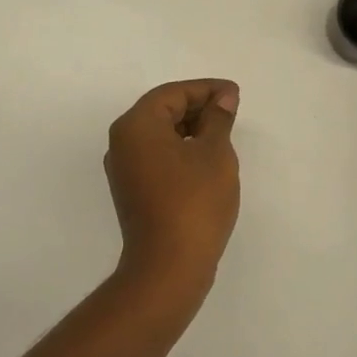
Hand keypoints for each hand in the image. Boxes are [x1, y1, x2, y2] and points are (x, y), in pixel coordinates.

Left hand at [105, 79, 241, 281]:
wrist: (168, 266)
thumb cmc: (194, 202)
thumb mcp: (214, 153)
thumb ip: (218, 119)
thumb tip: (223, 98)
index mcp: (136, 126)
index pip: (172, 94)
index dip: (206, 89)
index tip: (235, 94)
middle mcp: (122, 142)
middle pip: (161, 111)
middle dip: (197, 107)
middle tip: (232, 112)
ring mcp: (124, 169)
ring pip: (159, 135)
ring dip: (190, 130)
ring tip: (224, 135)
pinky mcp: (132, 191)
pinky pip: (157, 157)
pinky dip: (180, 151)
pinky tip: (205, 160)